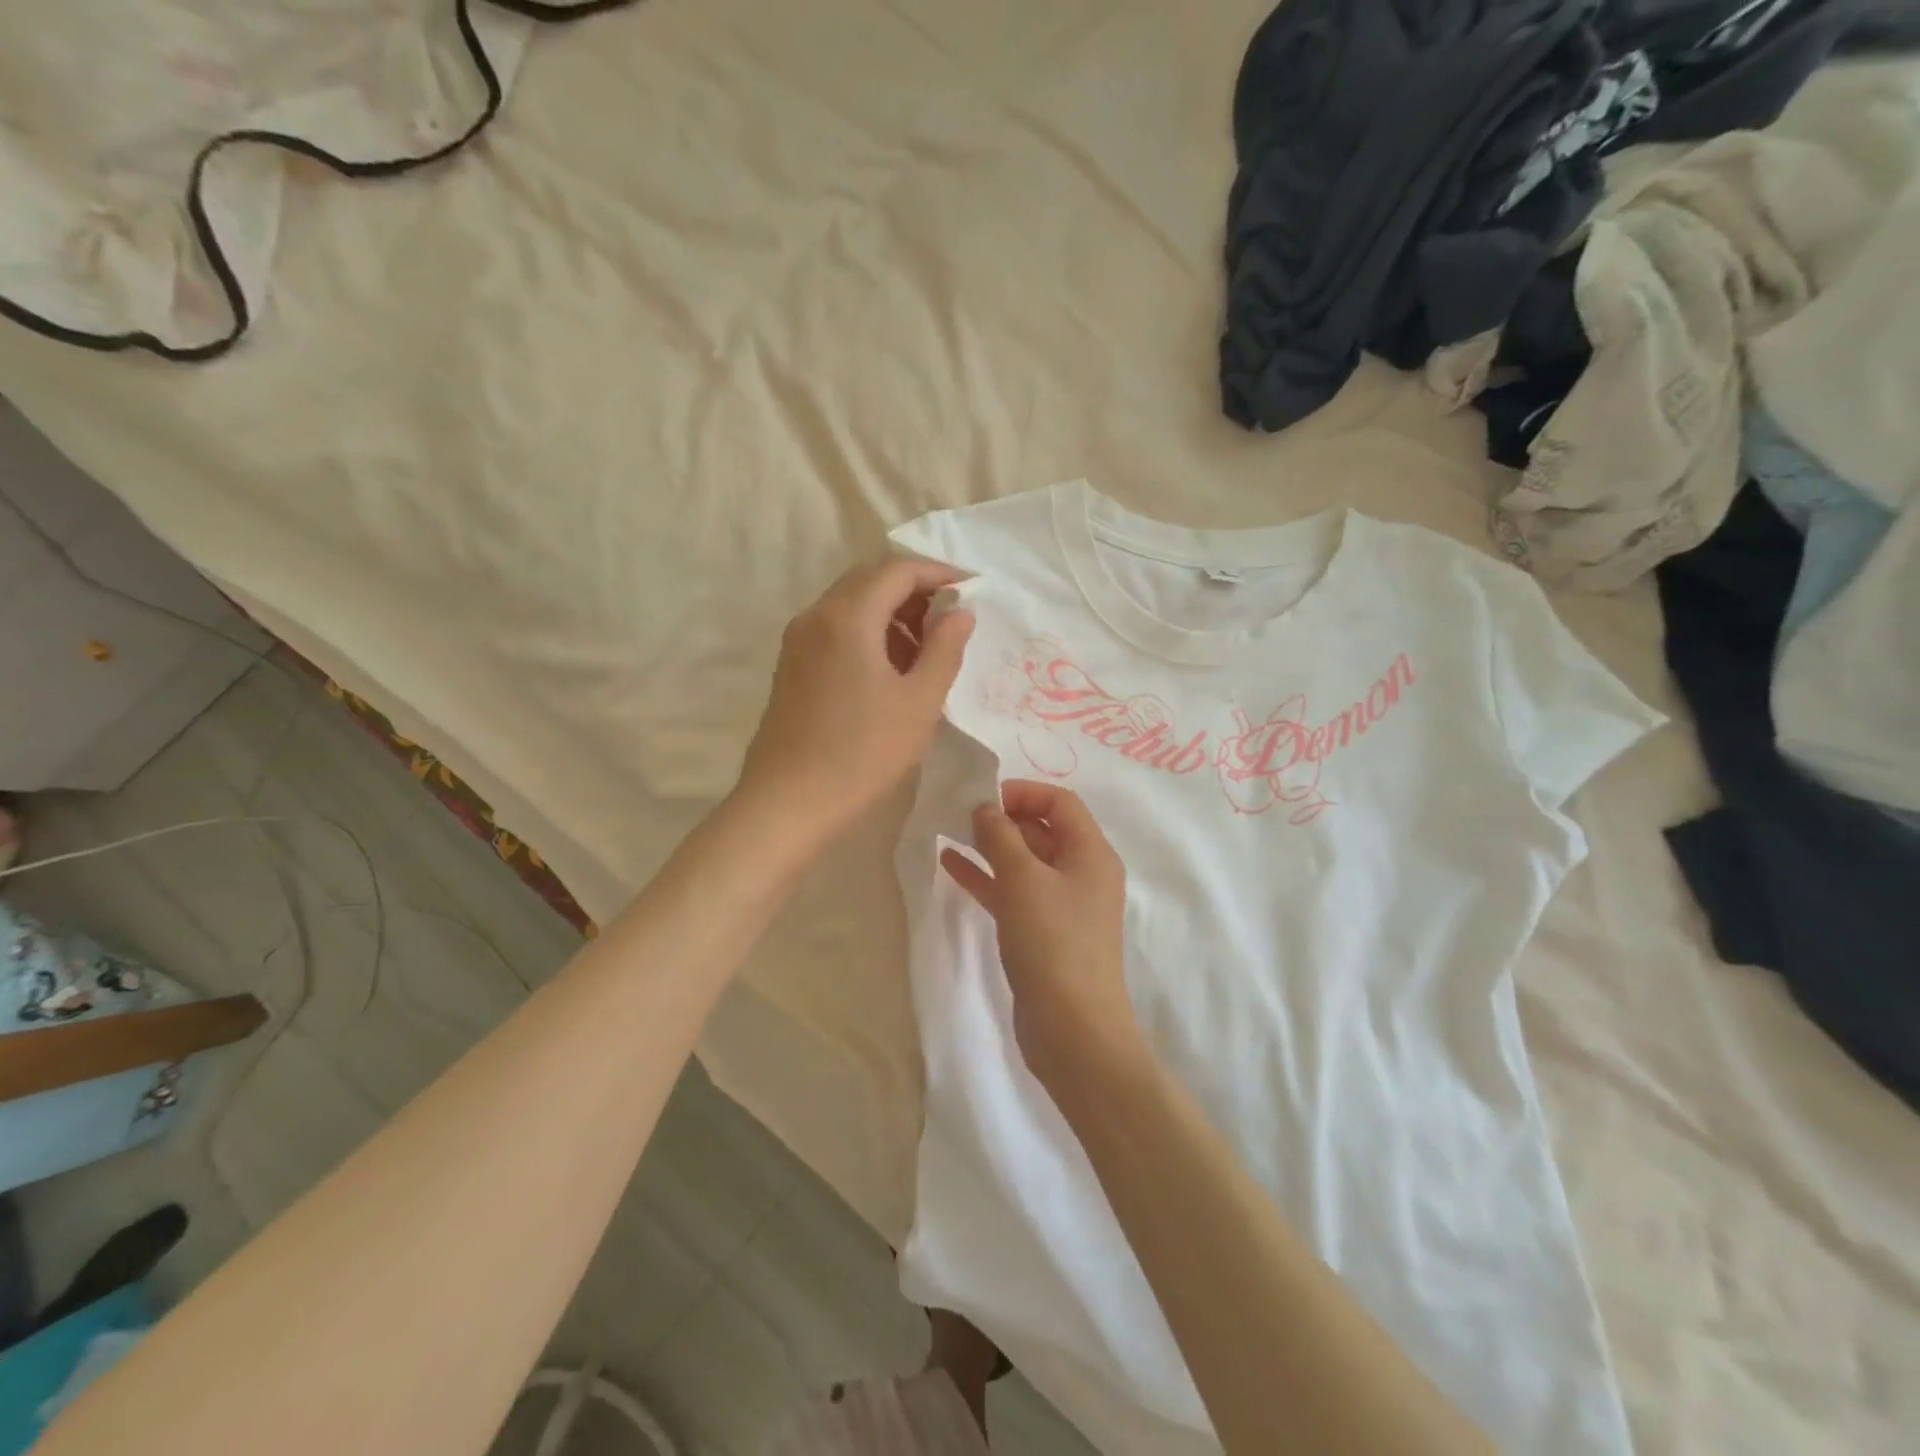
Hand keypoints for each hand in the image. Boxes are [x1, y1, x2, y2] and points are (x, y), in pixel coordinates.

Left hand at [735, 558, 974, 854]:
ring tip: (926, 652)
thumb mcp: (919, 703)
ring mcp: (797, 641)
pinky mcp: (791, 666)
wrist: (787, 803)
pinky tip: (891, 672)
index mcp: (848, 617)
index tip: (971, 590)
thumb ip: (944, 649)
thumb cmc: (862, 754)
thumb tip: (960, 612)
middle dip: (915, 592)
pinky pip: (836, 630)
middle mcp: (816, 616)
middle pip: (871, 581)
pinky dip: (869, 634)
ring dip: (892, 614)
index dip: (939, 574)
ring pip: (852, 606)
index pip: (898, 570)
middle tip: (951, 621)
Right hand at [940, 781, 1144, 1092]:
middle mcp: (1081, 874)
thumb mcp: (1023, 880)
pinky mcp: (1042, 933)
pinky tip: (950, 866)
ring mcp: (1062, 906)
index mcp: (1091, 853)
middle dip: (1002, 818)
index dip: (1022, 792)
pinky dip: (986, 878)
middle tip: (958, 815)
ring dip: (989, 847)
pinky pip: (1013, 893)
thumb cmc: (1053, 943)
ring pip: (1023, 863)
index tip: (982, 798)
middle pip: (1042, 830)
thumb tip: (986, 808)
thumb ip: (1001, 836)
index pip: (1060, 802)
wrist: (1072, 1031)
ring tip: (948, 832)